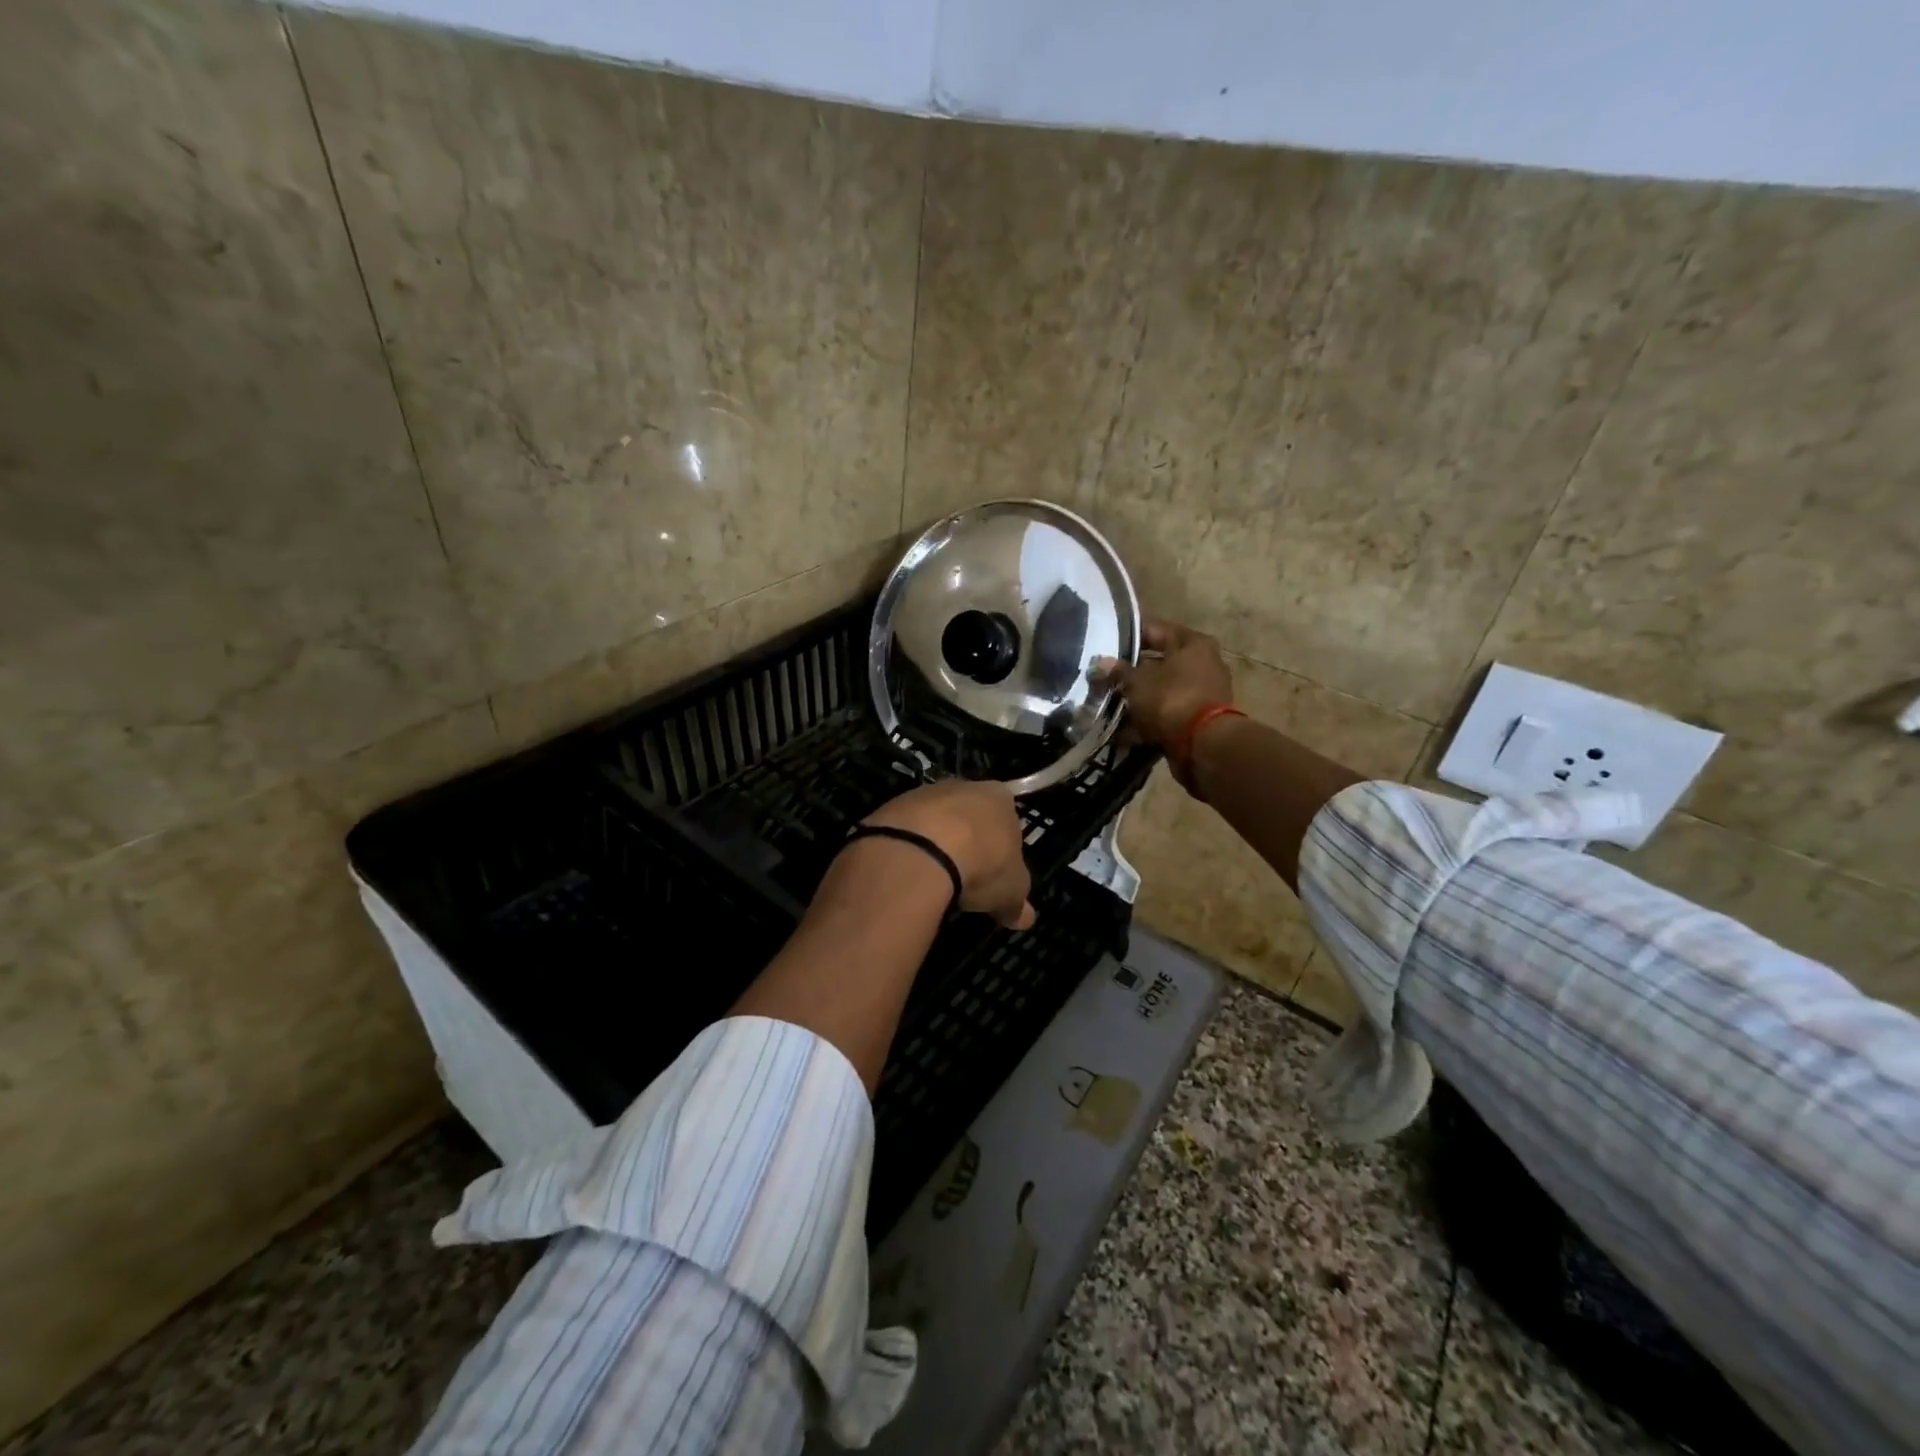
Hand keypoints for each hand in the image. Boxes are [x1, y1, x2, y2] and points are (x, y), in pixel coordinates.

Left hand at [862, 780, 1035, 928]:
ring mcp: (924, 793)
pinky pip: (906, 830)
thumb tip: (1025, 918)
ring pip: (935, 821)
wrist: (920, 849)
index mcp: (1001, 798)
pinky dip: (908, 849)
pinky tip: (908, 873)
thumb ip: (1018, 903)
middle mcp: (964, 786)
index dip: (1003, 850)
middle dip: (968, 843)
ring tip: (933, 880)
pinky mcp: (892, 806)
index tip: (996, 875)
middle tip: (965, 878)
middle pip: (970, 817)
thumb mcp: (1010, 892)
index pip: (1008, 821)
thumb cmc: (981, 864)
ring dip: (935, 844)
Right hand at [1100, 619, 1233, 746]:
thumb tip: (1100, 663)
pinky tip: (1123, 727)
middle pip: (1160, 661)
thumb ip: (1118, 671)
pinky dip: (1148, 718)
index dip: (1129, 635)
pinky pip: (1167, 712)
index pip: (1155, 630)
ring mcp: (1203, 693)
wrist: (1202, 745)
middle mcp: (1204, 663)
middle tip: (1104, 675)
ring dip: (1138, 697)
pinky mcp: (1199, 719)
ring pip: (1162, 689)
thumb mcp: (1137, 682)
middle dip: (1132, 671)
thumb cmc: (1171, 699)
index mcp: (1193, 644)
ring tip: (1109, 702)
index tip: (1106, 641)